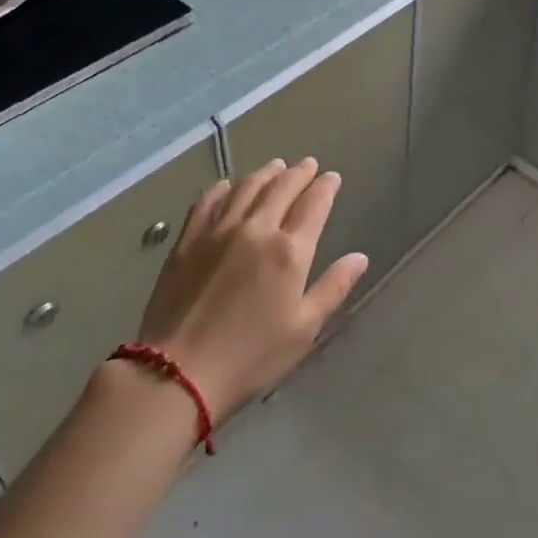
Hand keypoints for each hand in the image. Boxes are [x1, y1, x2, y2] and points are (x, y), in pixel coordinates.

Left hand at [134, 158, 367, 418]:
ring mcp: (218, 230)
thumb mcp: (303, 329)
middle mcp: (256, 229)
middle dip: (299, 173)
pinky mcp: (188, 240)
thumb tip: (360, 257)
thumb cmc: (251, 357)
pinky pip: (208, 200)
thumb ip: (333, 287)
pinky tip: (228, 185)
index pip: (314, 204)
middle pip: (282, 187)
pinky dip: (223, 187)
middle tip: (308, 165)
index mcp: (289, 251)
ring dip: (265, 173)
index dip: (325, 187)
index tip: (332, 177)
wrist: (177, 372)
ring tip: (276, 166)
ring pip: (247, 187)